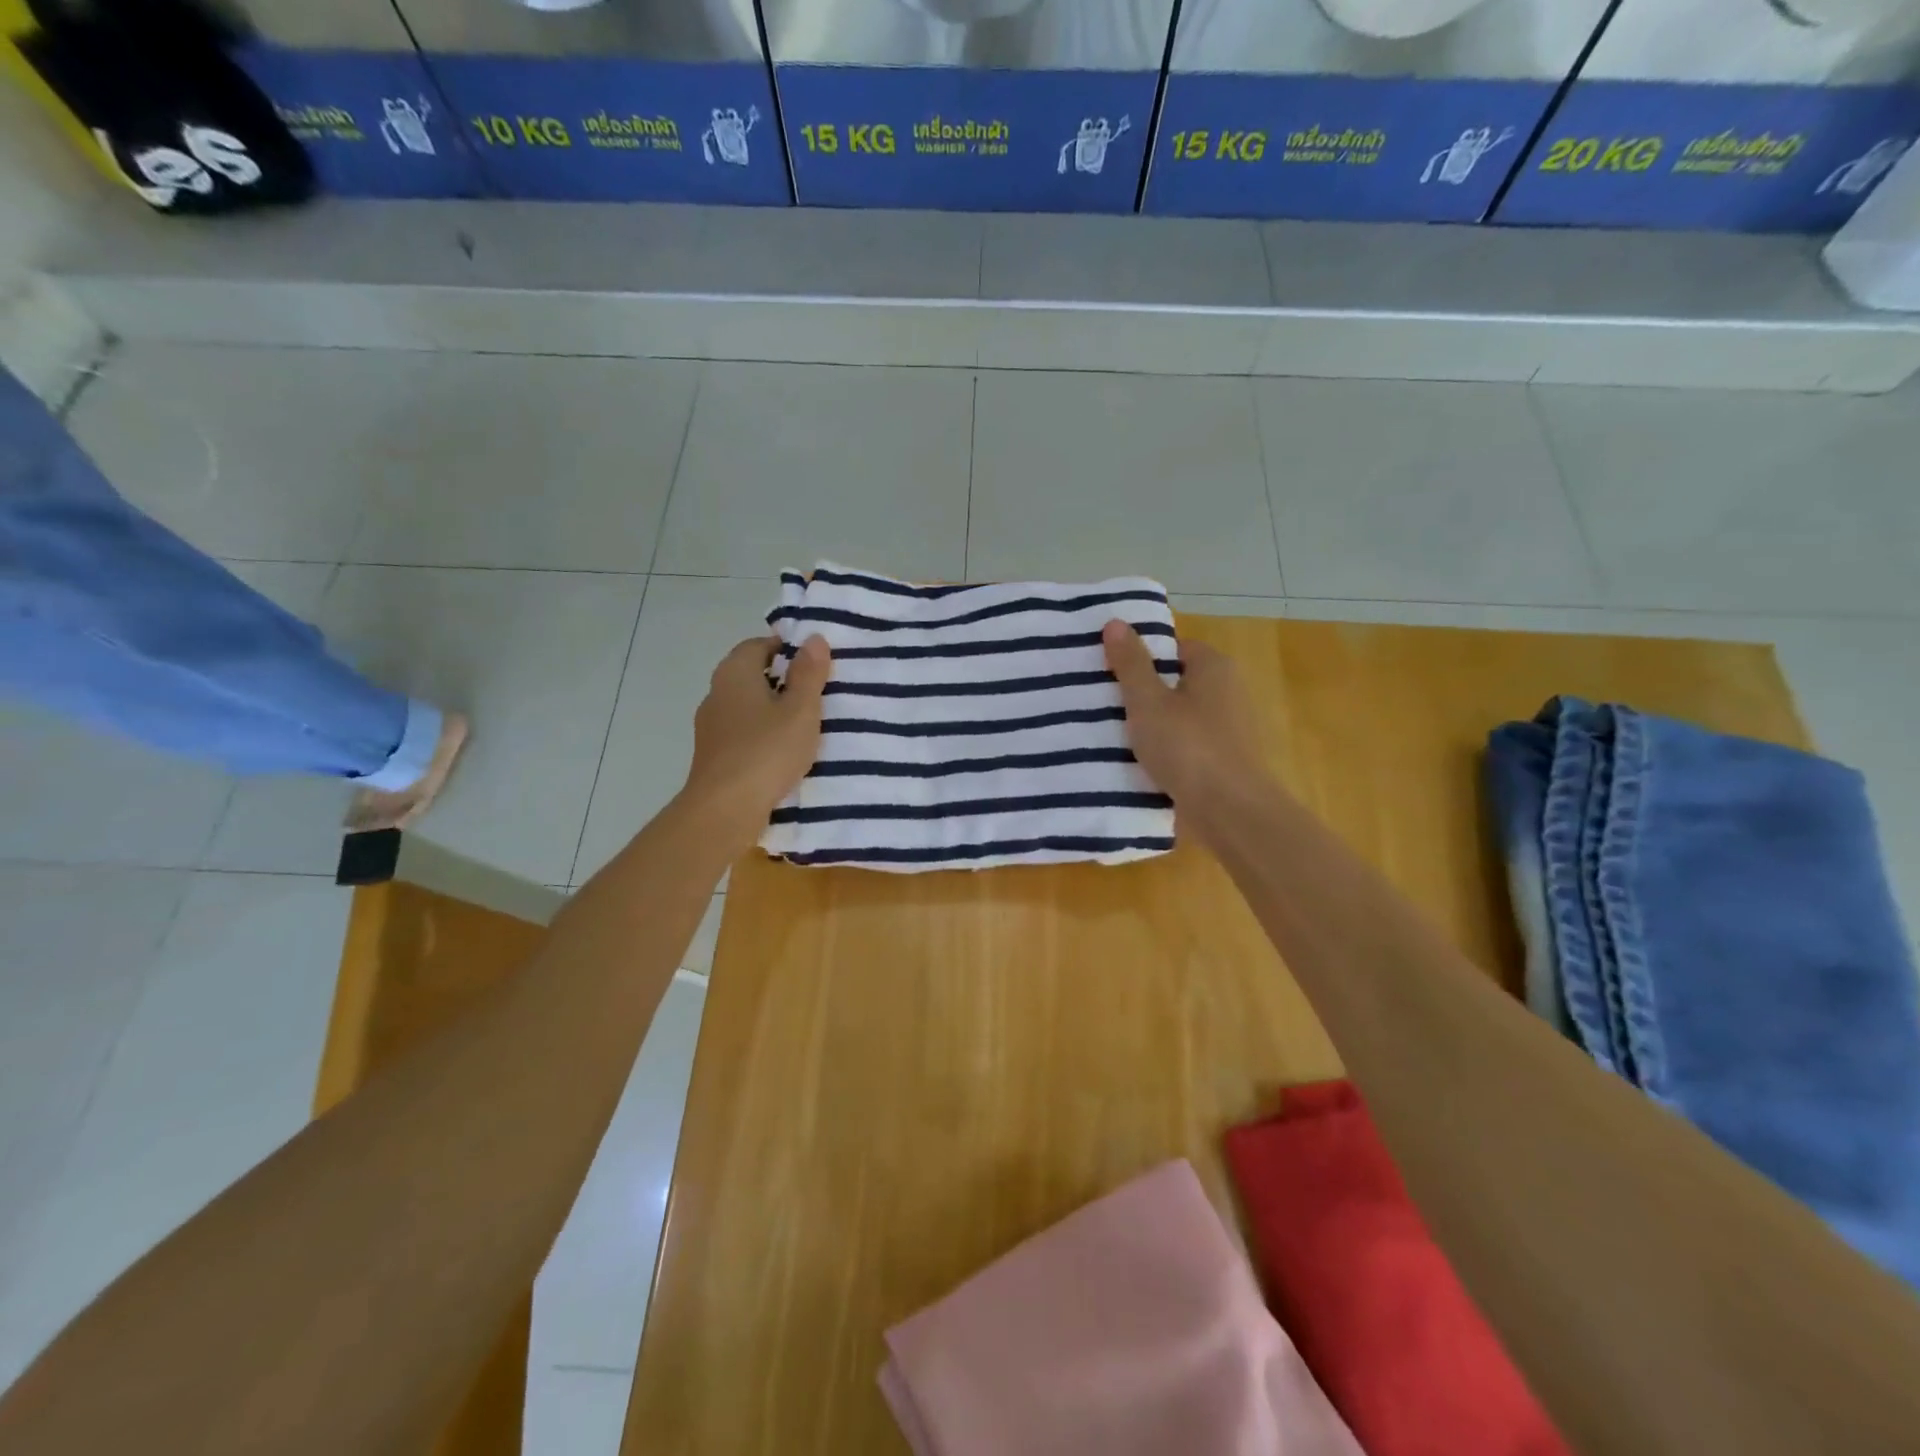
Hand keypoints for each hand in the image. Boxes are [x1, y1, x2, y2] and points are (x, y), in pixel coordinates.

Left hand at [681, 635, 830, 846]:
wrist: (725, 809)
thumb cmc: (766, 751)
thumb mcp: (800, 710)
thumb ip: (809, 674)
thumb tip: (813, 638)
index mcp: (734, 673)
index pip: (758, 645)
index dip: (786, 648)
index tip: (814, 662)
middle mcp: (716, 693)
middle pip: (751, 675)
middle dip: (782, 680)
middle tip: (817, 692)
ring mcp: (711, 726)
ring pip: (747, 706)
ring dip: (772, 710)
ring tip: (805, 723)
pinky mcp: (713, 755)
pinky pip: (743, 733)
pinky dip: (762, 735)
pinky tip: (783, 751)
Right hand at [1103, 619, 1269, 837]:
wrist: (1230, 811)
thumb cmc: (1187, 747)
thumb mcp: (1148, 701)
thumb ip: (1130, 663)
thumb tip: (1115, 622)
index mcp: (1214, 667)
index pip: (1173, 647)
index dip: (1141, 656)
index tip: (1109, 672)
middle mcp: (1229, 690)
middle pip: (1176, 681)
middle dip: (1143, 692)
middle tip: (1103, 702)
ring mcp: (1230, 727)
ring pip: (1180, 715)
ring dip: (1153, 724)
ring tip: (1112, 733)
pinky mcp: (1225, 758)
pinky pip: (1187, 743)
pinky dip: (1167, 749)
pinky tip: (1139, 762)